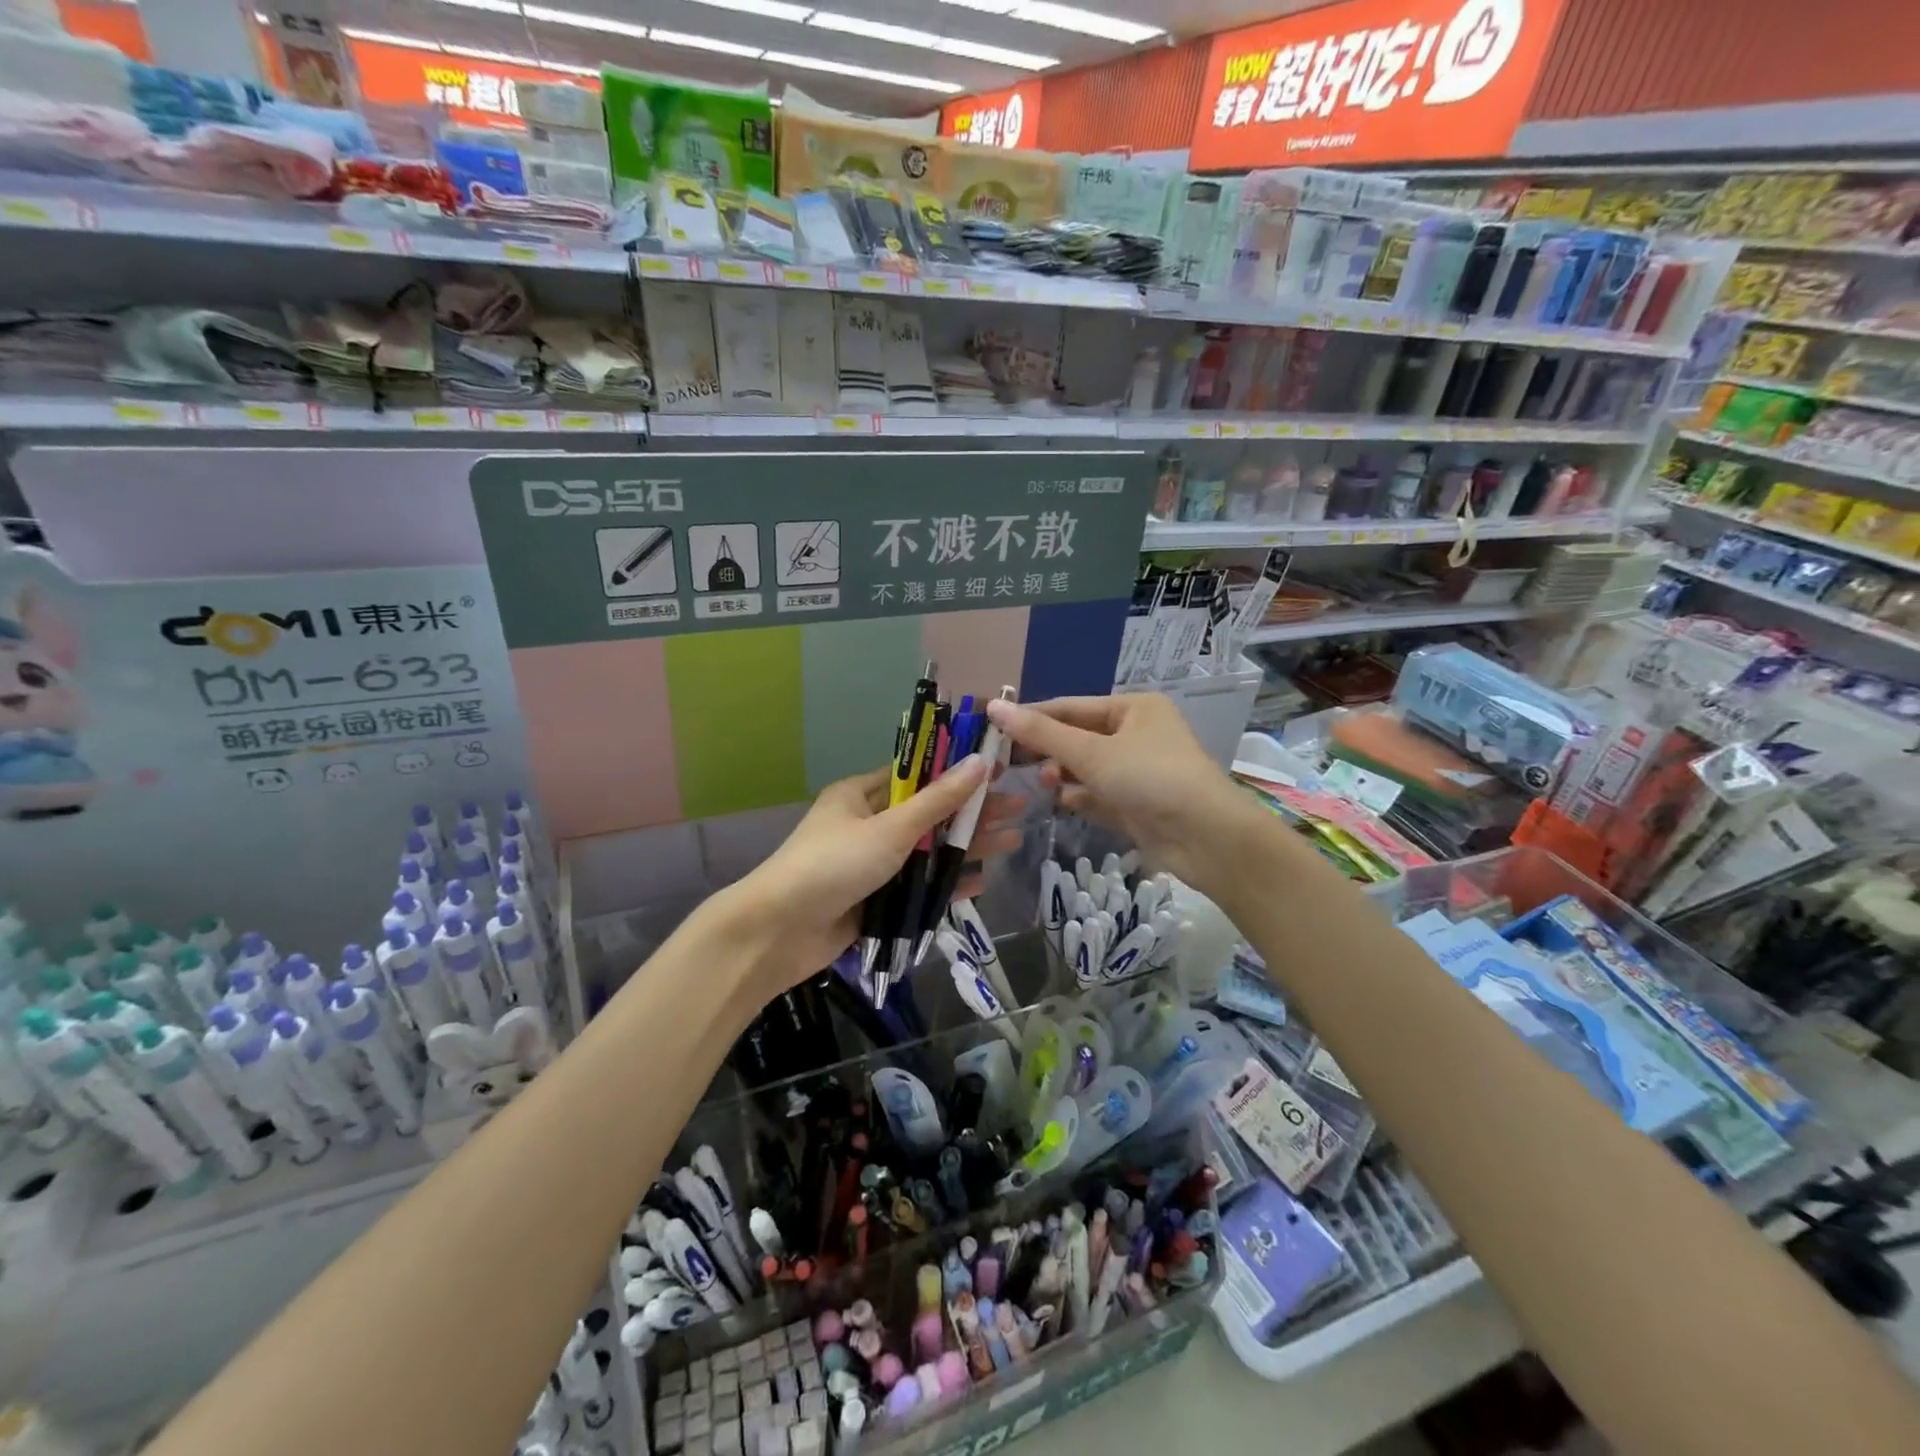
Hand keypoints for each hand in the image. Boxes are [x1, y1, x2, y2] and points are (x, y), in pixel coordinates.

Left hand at [727, 756, 989, 995]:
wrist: (778, 934)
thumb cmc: (832, 865)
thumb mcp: (889, 829)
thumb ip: (938, 801)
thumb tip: (980, 761)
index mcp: (861, 795)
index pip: (917, 774)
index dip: (956, 770)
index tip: (996, 767)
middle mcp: (868, 824)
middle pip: (929, 814)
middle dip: (971, 811)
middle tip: (1018, 806)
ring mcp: (873, 865)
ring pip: (928, 851)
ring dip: (965, 847)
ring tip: (1013, 841)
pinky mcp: (876, 900)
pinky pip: (919, 887)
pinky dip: (946, 884)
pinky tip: (981, 882)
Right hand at [986, 694, 1258, 897]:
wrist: (1207, 838)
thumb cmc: (1150, 778)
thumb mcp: (1091, 752)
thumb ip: (1041, 733)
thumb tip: (993, 705)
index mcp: (1133, 708)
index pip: (1070, 707)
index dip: (1032, 717)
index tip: (993, 728)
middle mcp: (1137, 734)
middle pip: (1078, 738)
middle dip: (1047, 750)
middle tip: (1009, 763)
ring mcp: (1139, 771)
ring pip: (1087, 768)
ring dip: (1063, 775)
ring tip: (1044, 784)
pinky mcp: (1138, 804)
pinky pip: (1099, 795)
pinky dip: (1081, 797)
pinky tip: (1064, 803)